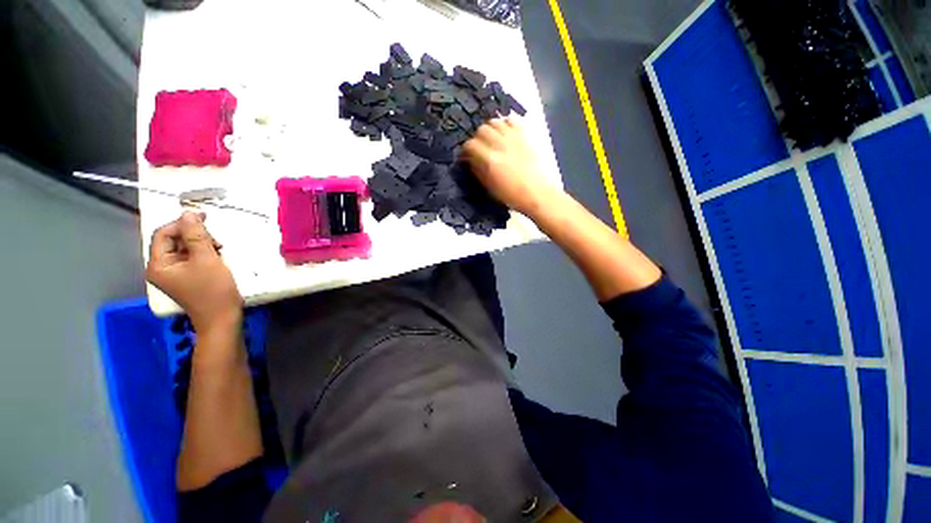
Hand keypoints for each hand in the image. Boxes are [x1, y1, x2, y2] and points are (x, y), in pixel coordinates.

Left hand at [146, 212, 241, 334]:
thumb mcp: (206, 260)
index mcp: (159, 264)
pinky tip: (217, 256)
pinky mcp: (188, 277)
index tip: (204, 218)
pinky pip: (192, 257)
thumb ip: (196, 236)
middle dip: (195, 235)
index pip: (163, 234)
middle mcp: (162, 267)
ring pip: (185, 248)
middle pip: (173, 240)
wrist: (223, 318)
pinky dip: (205, 253)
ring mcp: (175, 273)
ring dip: (202, 244)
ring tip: (219, 249)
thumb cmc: (213, 290)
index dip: (181, 223)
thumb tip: (189, 214)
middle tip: (216, 240)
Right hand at [461, 118, 560, 215]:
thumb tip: (470, 160)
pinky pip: (511, 120)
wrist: (538, 193)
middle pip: (481, 130)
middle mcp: (500, 144)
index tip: (467, 156)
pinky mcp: (526, 134)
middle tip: (480, 148)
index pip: (470, 145)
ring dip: (490, 130)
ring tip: (492, 140)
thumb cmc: (512, 195)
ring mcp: (514, 137)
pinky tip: (506, 134)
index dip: (466, 150)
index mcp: (489, 159)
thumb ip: (478, 170)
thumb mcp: (490, 187)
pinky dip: (505, 124)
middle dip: (477, 138)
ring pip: (495, 122)